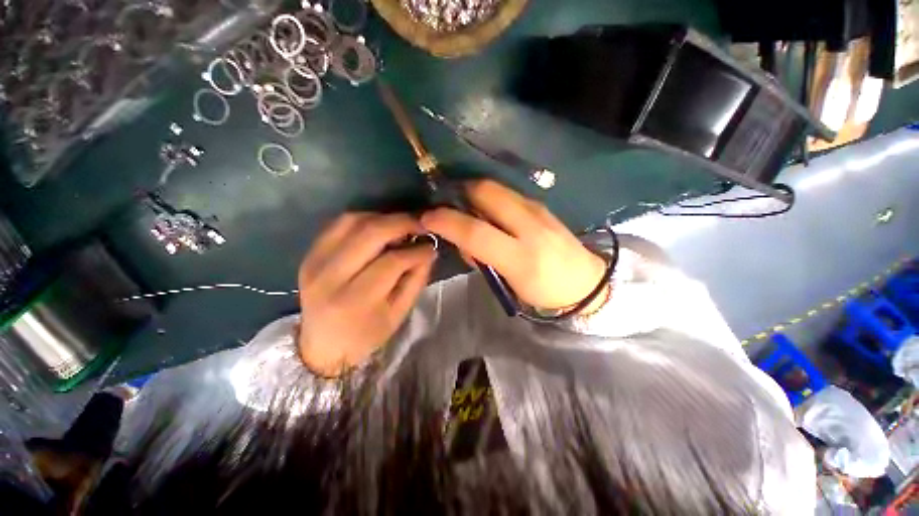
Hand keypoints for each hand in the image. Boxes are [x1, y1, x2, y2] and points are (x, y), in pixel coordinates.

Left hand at [297, 213, 434, 376]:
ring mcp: (315, 261)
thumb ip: (416, 279)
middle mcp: (330, 276)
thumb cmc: (367, 334)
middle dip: (401, 223)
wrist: (323, 344)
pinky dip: (363, 219)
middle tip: (420, 225)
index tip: (431, 247)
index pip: (392, 261)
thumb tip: (428, 250)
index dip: (416, 251)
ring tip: (400, 226)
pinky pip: (338, 224)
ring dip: (382, 218)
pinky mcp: (310, 253)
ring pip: (352, 221)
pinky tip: (378, 228)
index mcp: (355, 299)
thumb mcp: (399, 313)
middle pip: (370, 233)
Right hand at [421, 180, 606, 311]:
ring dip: (474, 193)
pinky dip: (490, 197)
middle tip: (448, 204)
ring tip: (467, 208)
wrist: (586, 282)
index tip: (428, 217)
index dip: (446, 221)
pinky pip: (508, 193)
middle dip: (460, 192)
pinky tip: (488, 210)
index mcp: (521, 257)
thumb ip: (482, 259)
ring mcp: (538, 210)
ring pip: (496, 188)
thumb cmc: (543, 291)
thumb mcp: (509, 284)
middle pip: (486, 193)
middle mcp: (530, 226)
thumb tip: (462, 240)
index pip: (475, 231)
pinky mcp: (542, 205)